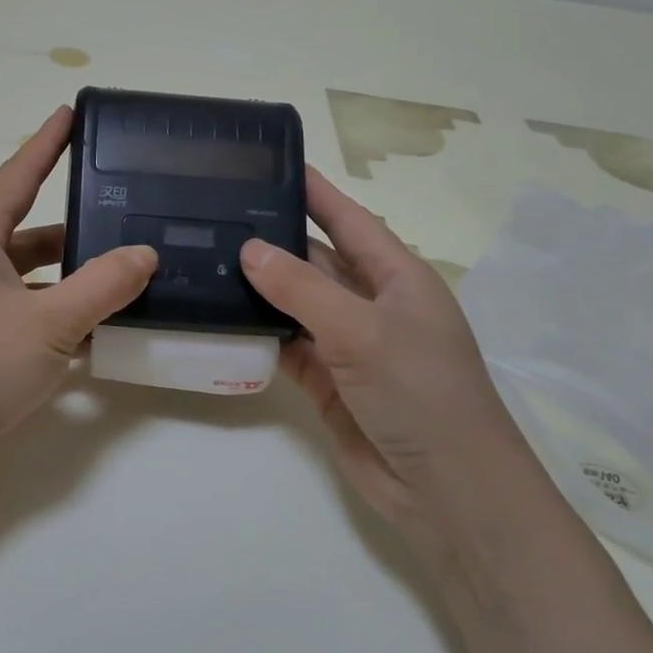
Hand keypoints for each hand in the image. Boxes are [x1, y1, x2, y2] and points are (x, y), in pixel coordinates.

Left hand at [0, 106, 157, 458]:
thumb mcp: (49, 321)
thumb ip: (103, 285)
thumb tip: (145, 254)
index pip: (17, 175)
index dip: (47, 143)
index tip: (71, 113)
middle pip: (31, 232)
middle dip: (76, 225)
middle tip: (126, 215)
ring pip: (32, 278)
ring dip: (73, 279)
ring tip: (127, 277)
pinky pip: (28, 315)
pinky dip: (60, 317)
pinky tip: (99, 332)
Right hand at [242, 167, 528, 533]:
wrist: (445, 488)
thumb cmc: (419, 392)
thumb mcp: (361, 330)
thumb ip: (302, 288)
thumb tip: (250, 249)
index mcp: (397, 276)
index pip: (348, 219)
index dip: (314, 191)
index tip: (270, 164)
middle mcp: (372, 304)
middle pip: (317, 260)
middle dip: (274, 240)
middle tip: (216, 216)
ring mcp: (349, 345)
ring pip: (296, 304)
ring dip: (260, 289)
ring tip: (206, 261)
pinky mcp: (329, 382)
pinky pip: (287, 347)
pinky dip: (260, 335)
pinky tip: (221, 319)